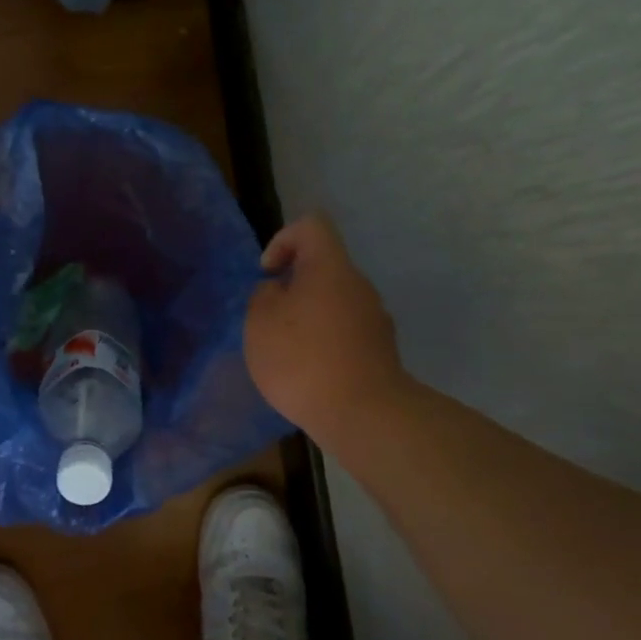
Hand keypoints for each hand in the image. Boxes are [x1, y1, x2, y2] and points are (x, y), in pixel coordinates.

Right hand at [244, 214, 409, 435]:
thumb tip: (278, 291)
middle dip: (293, 286)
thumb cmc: (302, 358)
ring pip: (334, 301)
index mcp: (330, 267)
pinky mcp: (380, 350)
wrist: (363, 414)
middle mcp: (358, 285)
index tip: (269, 274)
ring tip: (287, 352)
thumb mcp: (260, 321)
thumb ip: (263, 295)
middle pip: (323, 266)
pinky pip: (345, 331)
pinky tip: (310, 373)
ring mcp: (375, 318)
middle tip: (270, 319)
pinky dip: (324, 342)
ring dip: (308, 317)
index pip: (311, 226)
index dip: (283, 239)